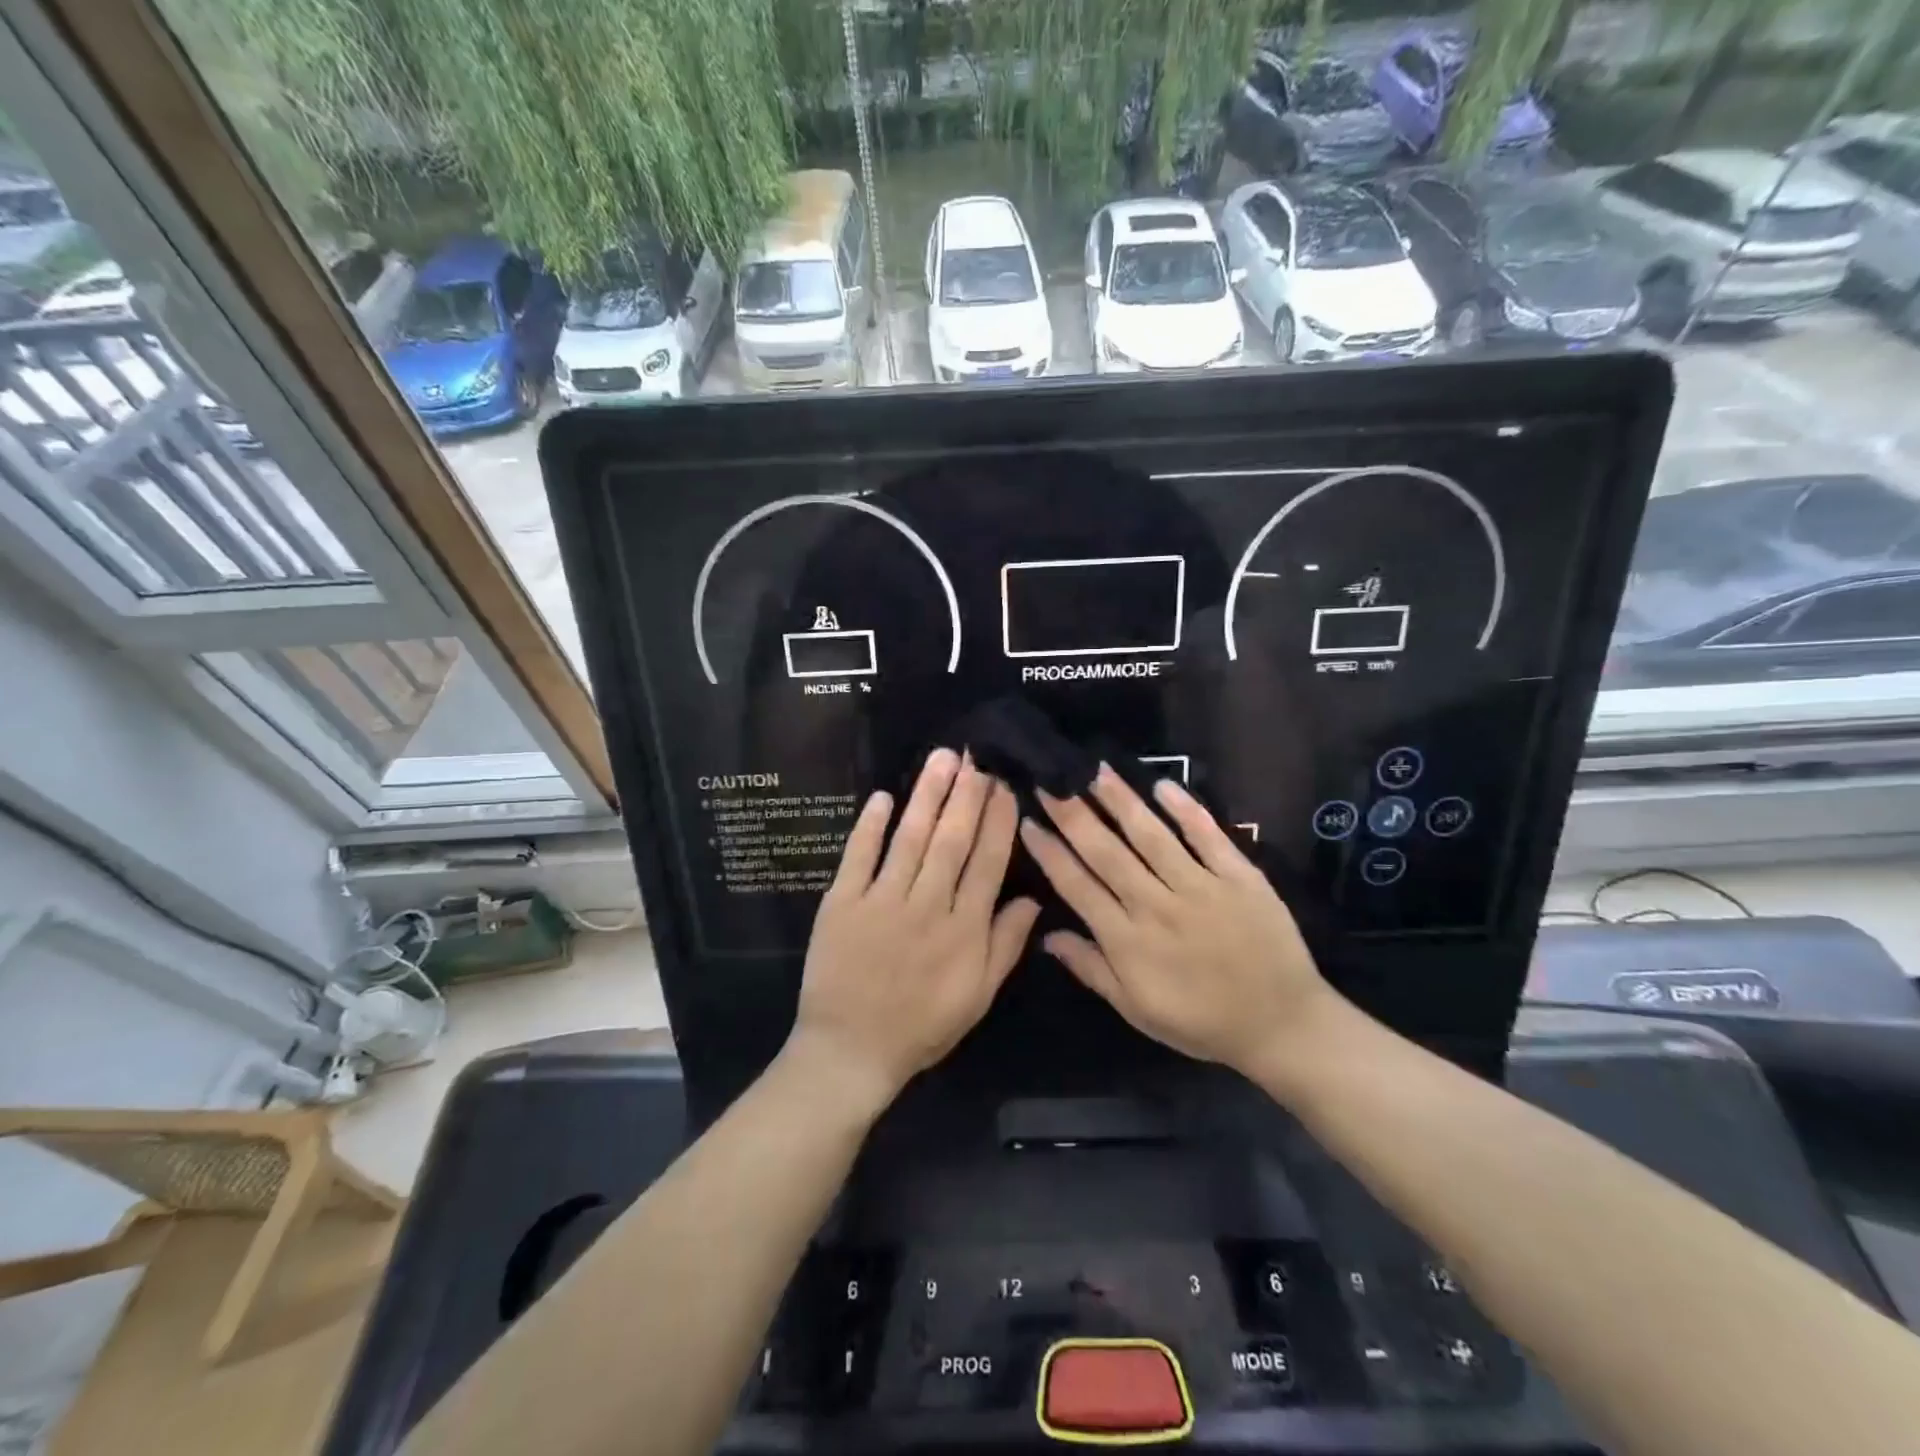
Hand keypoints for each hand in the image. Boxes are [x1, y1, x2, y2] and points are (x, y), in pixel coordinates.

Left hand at [789, 749, 1039, 1114]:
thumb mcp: (978, 996)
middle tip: (976, 756)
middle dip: (966, 795)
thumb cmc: (922, 1025)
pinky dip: (869, 826)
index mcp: (963, 929)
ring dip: (926, 796)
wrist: (851, 1050)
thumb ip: (1005, 946)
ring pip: (910, 839)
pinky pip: (858, 857)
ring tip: (942, 759)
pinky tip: (881, 796)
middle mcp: (925, 906)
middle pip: (951, 841)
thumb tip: (1034, 900)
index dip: (997, 822)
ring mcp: (881, 901)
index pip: (986, 863)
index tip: (1004, 786)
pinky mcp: (841, 902)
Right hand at [1019, 765, 1337, 1082]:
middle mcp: (1157, 907)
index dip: (1050, 853)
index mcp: (1128, 941)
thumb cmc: (1202, 1023)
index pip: (1078, 887)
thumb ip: (1092, 970)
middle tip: (1051, 780)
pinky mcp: (1240, 877)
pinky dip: (1187, 810)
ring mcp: (1201, 888)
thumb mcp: (1137, 1010)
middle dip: (1074, 815)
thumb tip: (1047, 936)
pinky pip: (1209, 838)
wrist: (1282, 1025)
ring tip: (1095, 771)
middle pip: (1107, 853)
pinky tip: (1163, 784)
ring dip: (1121, 802)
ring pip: (1152, 837)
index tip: (1028, 821)